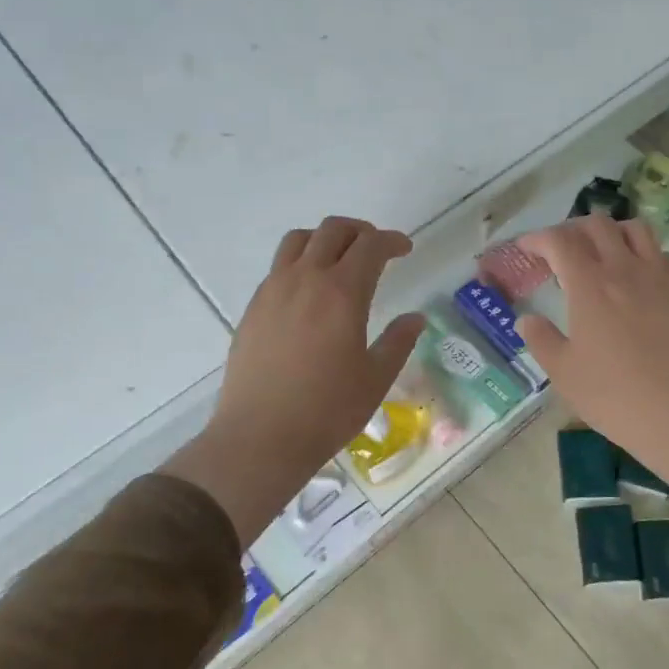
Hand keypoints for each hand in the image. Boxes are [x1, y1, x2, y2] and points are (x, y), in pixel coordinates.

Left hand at [163, 218, 424, 543]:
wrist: (260, 437)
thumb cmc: (327, 410)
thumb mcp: (376, 378)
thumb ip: (398, 342)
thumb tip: (414, 319)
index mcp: (342, 293)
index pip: (370, 246)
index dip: (392, 241)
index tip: (405, 249)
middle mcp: (305, 280)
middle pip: (332, 230)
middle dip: (360, 231)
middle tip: (376, 248)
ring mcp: (273, 291)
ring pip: (298, 241)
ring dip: (325, 239)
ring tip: (340, 260)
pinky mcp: (253, 309)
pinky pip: (279, 267)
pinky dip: (301, 263)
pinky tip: (310, 294)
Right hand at [518, 216, 668, 498]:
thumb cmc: (611, 395)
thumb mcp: (563, 371)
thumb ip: (540, 339)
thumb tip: (526, 320)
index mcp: (588, 285)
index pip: (559, 241)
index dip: (537, 239)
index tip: (526, 249)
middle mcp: (624, 269)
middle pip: (598, 225)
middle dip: (573, 229)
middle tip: (561, 251)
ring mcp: (658, 277)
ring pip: (636, 229)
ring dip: (614, 232)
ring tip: (603, 251)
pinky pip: (666, 255)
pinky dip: (649, 254)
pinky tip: (642, 275)